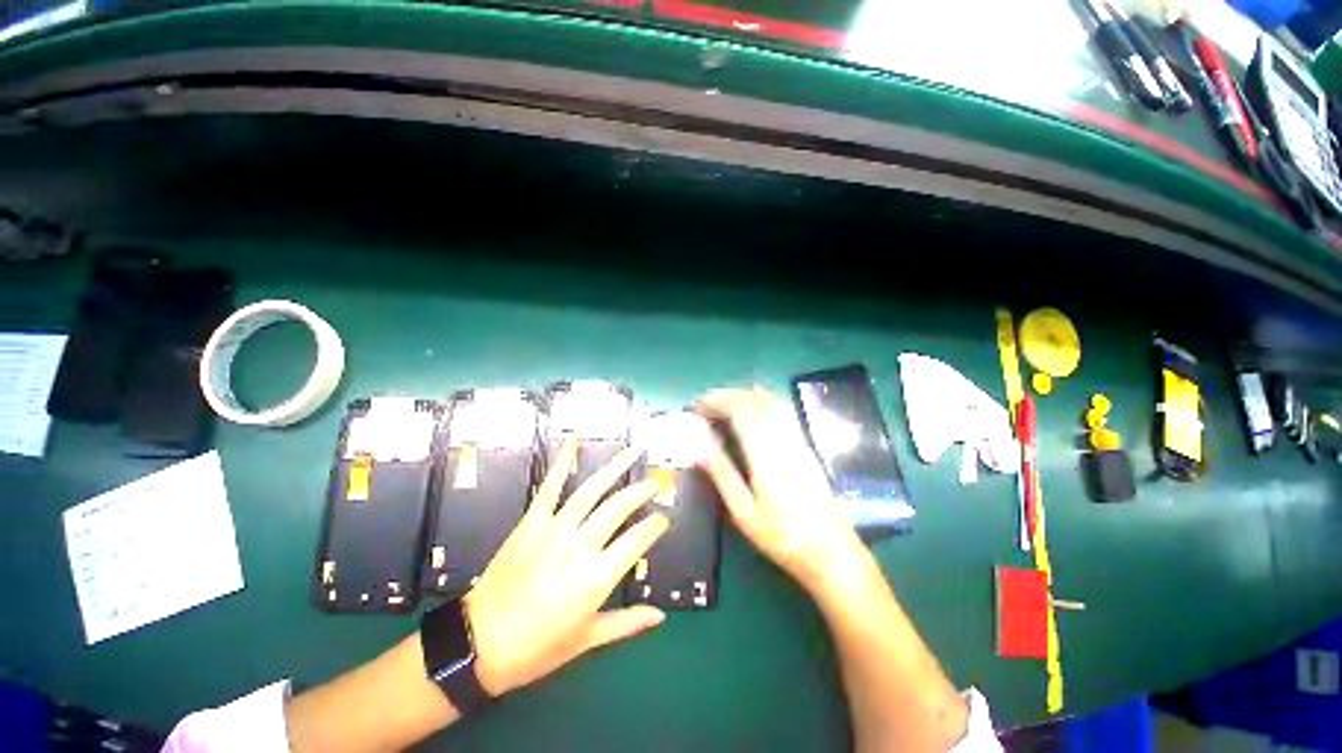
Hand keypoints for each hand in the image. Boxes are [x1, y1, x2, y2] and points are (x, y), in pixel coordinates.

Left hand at [464, 441, 669, 696]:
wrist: (478, 643)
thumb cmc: (537, 648)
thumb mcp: (587, 639)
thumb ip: (627, 623)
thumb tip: (660, 616)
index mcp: (597, 577)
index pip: (638, 540)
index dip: (655, 525)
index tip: (664, 518)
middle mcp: (581, 546)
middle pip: (619, 507)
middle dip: (641, 491)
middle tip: (654, 482)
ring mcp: (555, 529)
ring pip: (592, 490)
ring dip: (616, 467)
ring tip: (634, 451)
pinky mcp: (531, 522)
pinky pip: (549, 488)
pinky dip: (561, 464)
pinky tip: (572, 445)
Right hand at [695, 387, 865, 595]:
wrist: (831, 550)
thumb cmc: (782, 536)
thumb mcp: (743, 511)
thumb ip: (721, 473)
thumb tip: (698, 445)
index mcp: (765, 453)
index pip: (739, 410)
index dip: (716, 401)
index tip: (696, 407)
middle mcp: (782, 438)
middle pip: (753, 401)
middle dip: (725, 395)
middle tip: (704, 405)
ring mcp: (796, 439)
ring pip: (768, 402)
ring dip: (742, 396)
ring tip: (721, 404)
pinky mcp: (804, 445)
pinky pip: (781, 411)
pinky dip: (762, 401)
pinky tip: (752, 406)